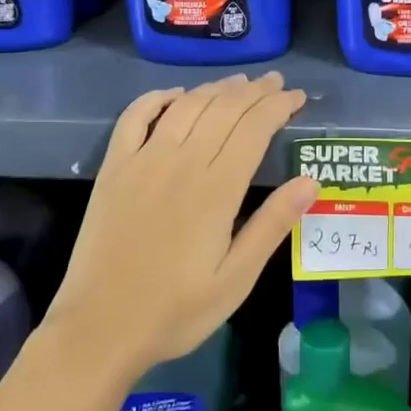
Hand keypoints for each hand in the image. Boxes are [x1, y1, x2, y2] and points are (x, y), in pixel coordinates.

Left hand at [44, 72, 317, 378]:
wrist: (99, 328)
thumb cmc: (176, 311)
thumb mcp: (236, 279)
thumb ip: (272, 225)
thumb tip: (310, 181)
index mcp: (216, 189)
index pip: (254, 128)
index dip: (279, 106)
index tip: (298, 97)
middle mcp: (181, 162)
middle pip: (224, 108)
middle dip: (254, 90)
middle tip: (276, 82)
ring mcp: (143, 160)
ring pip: (186, 106)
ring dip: (215, 88)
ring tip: (238, 82)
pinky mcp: (114, 167)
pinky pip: (135, 117)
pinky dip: (157, 98)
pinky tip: (175, 95)